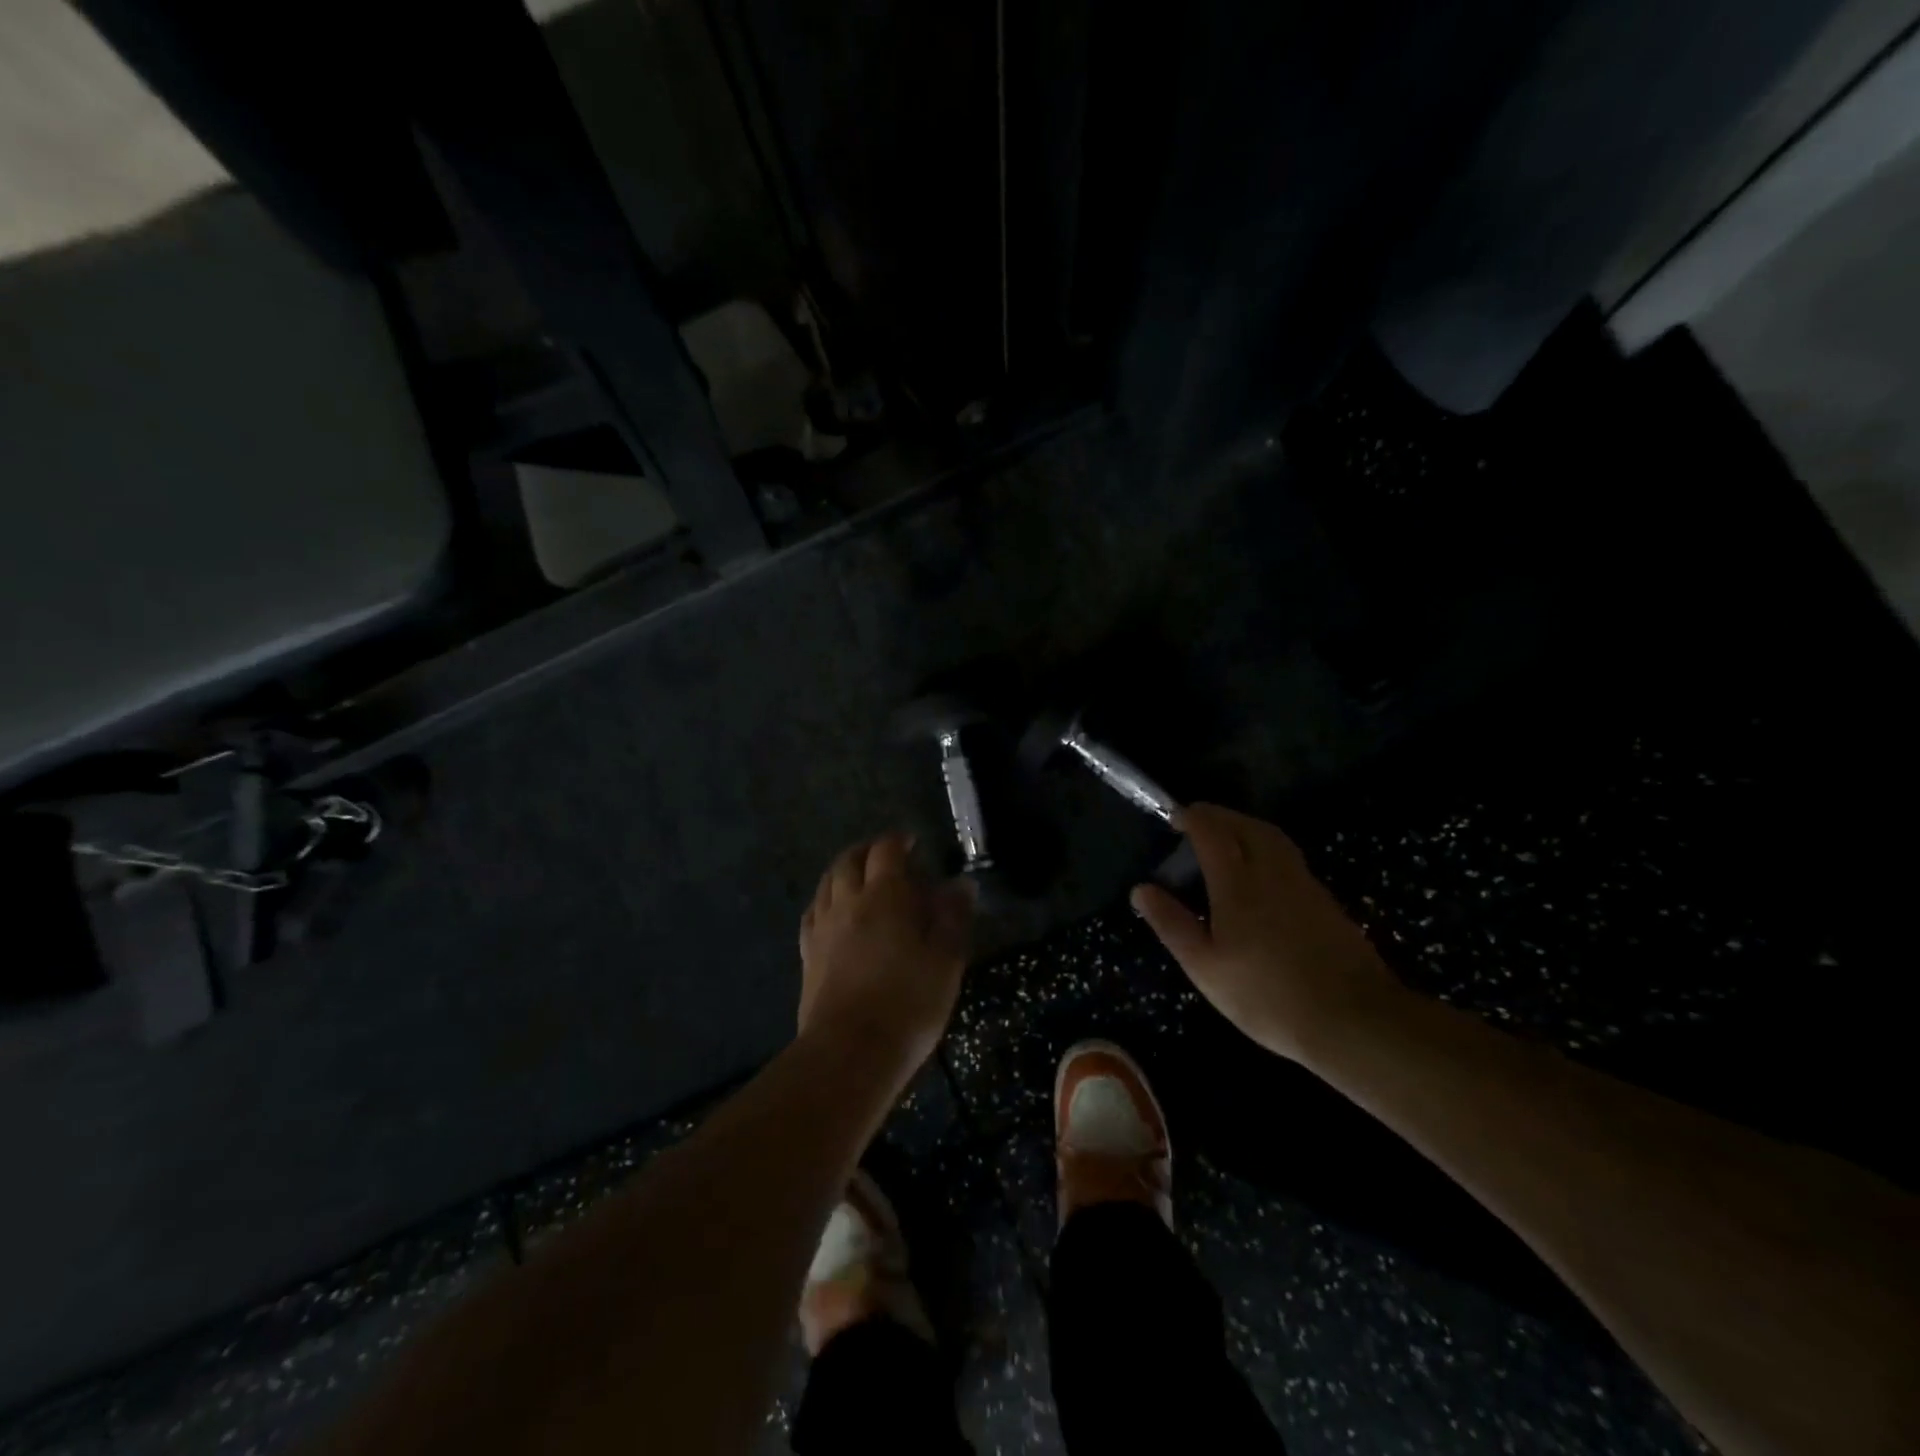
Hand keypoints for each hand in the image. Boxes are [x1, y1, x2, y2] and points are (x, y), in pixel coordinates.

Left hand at [798, 833, 973, 1081]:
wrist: (850, 1051)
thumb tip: (961, 884)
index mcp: (885, 896)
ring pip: (826, 883)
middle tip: (885, 856)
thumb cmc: (908, 1003)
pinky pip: (812, 913)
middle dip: (867, 851)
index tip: (912, 842)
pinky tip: (831, 912)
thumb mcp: (946, 960)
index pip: (887, 851)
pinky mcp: (807, 955)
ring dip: (843, 871)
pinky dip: (825, 901)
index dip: (898, 840)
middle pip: (849, 861)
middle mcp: (848, 902)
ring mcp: (822, 928)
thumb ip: (953, 918)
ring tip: (858, 877)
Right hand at [1131, 804, 1404, 1063]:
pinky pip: (1289, 856)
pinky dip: (1266, 847)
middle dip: (1219, 816)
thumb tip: (1140, 889)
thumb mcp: (1205, 966)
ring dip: (1245, 826)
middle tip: (1197, 822)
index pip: (1212, 832)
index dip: (1192, 817)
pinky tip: (1260, 873)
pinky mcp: (1325, 901)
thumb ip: (1172, 923)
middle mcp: (1272, 871)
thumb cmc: (1267, 995)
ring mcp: (1304, 884)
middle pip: (1246, 825)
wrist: (1352, 1020)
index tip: (1174, 815)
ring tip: (1226, 838)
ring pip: (1272, 837)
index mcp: (1238, 883)